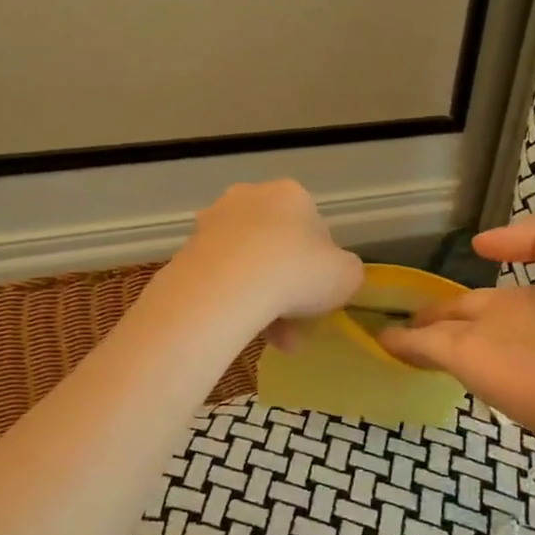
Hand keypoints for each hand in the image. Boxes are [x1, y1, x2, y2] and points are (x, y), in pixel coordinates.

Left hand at [173, 180, 363, 332]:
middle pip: (276, 247)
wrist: (226, 287)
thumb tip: (336, 275)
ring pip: (248, 265)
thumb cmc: (297, 271)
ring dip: (263, 301)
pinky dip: (234, 302)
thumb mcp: (347, 275)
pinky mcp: (187, 250)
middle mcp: (249, 198)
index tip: (319, 294)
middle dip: (287, 287)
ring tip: (274, 341)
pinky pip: (221, 279)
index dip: (320, 265)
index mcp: (290, 194)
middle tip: (296, 325)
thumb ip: (346, 272)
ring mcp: (213, 222)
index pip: (313, 228)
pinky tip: (245, 333)